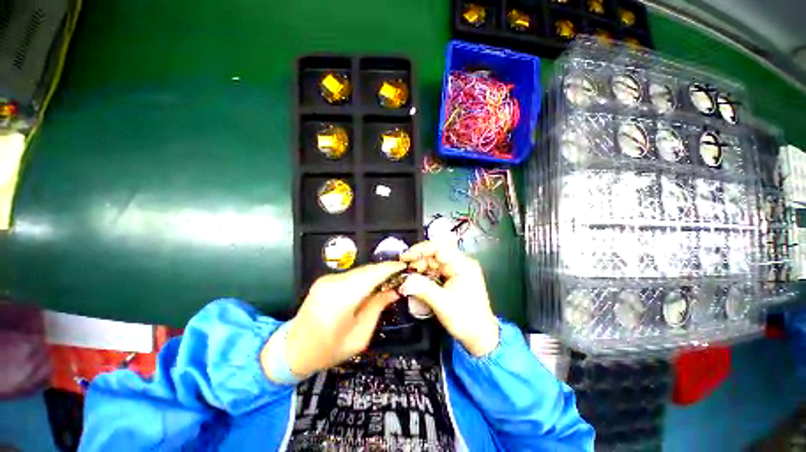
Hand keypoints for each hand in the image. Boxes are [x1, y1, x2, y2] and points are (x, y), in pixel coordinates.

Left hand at [263, 261, 404, 380]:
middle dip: (385, 271)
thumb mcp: (360, 336)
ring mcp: (327, 279)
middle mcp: (333, 283)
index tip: (404, 268)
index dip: (389, 269)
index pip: (371, 275)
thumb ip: (377, 308)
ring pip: (360, 270)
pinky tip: (372, 285)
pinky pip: (352, 274)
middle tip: (400, 277)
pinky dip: (365, 277)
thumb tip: (394, 291)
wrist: (293, 349)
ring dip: (376, 274)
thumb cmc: (328, 349)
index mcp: (341, 299)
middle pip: (367, 270)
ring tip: (389, 282)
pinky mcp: (325, 279)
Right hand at [399, 241, 498, 356]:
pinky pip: (437, 271)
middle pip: (435, 254)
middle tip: (404, 270)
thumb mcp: (442, 303)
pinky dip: (425, 274)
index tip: (405, 258)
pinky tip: (417, 281)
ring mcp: (458, 270)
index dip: (420, 249)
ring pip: (434, 262)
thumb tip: (404, 282)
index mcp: (463, 265)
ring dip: (420, 268)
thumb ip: (422, 289)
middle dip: (418, 260)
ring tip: (408, 277)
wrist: (481, 337)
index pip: (439, 247)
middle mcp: (461, 263)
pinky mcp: (454, 278)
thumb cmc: (466, 319)